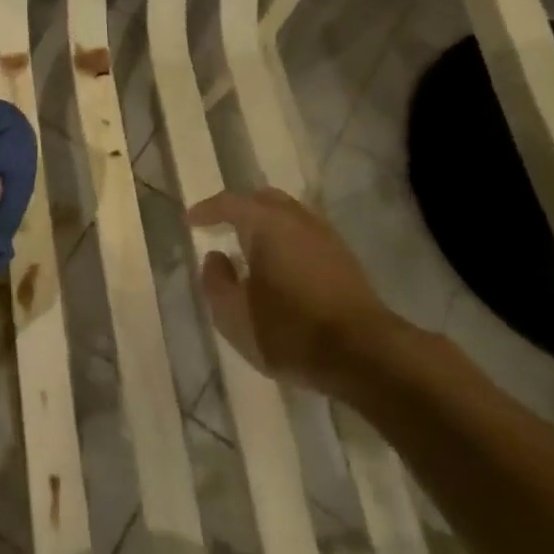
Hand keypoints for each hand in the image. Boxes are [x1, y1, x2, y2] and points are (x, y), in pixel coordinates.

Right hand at [186, 187, 393, 395]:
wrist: (364, 353)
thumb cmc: (290, 331)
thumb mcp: (235, 316)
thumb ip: (216, 282)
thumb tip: (216, 257)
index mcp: (267, 224)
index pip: (230, 203)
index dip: (207, 209)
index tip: (189, 221)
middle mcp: (297, 219)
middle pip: (264, 199)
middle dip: (240, 209)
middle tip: (221, 228)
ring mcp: (325, 236)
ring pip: (288, 215)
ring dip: (265, 225)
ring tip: (250, 250)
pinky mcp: (343, 258)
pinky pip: (305, 234)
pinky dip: (286, 240)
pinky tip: (280, 267)